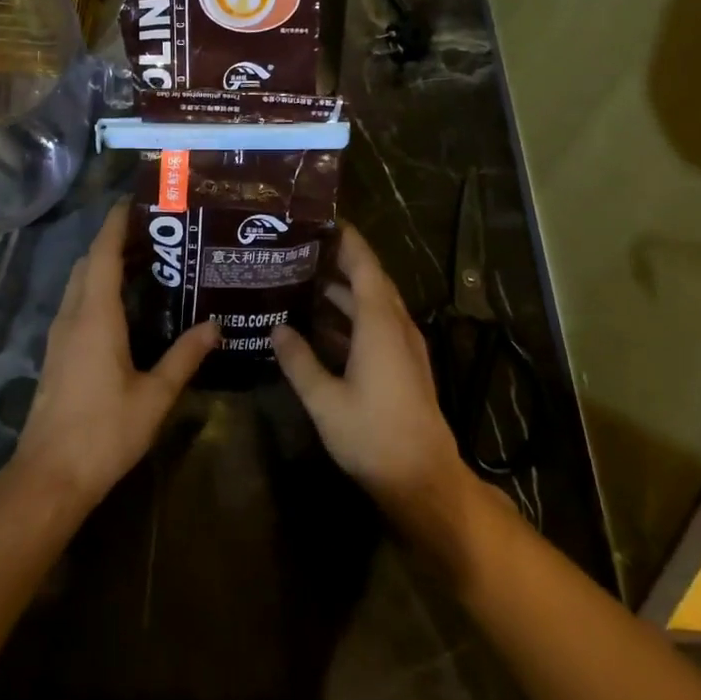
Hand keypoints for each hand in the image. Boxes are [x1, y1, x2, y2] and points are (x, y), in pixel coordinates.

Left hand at [12, 201, 218, 515]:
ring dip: (105, 263)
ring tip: (146, 259)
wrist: (49, 476)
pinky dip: (98, 287)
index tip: (136, 200)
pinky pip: (77, 303)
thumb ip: (185, 357)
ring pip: (79, 282)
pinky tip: (125, 303)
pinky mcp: (57, 352)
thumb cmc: (104, 432)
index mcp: (96, 316)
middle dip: (115, 239)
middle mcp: (73, 315)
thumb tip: (216, 326)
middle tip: (155, 231)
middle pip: (88, 262)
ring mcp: (60, 334)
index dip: (116, 223)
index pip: (102, 253)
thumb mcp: (155, 395)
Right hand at [272, 225, 475, 544]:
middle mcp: (396, 326)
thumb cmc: (373, 436)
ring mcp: (404, 346)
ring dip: (344, 290)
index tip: (321, 220)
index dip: (346, 240)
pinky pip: (376, 324)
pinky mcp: (404, 364)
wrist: (423, 479)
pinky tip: (321, 325)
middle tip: (301, 247)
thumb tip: (277, 328)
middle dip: (340, 259)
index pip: (364, 266)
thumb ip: (299, 361)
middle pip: (370, 279)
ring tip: (303, 279)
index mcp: (379, 324)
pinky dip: (351, 316)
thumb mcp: (325, 400)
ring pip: (373, 303)